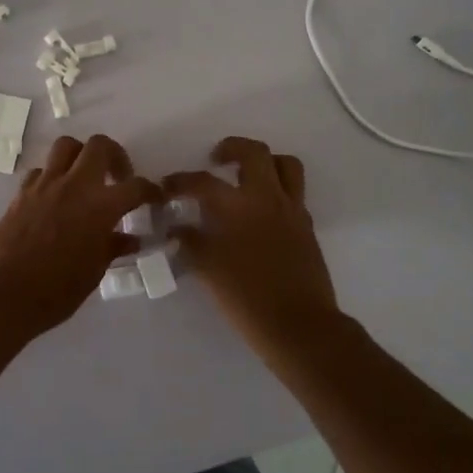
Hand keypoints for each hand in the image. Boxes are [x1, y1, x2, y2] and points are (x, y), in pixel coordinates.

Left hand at [0, 134, 160, 338]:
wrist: (4, 294)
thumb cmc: (56, 290)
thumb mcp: (94, 272)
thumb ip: (113, 247)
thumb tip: (130, 240)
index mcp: (100, 207)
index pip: (136, 187)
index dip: (150, 190)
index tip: (154, 197)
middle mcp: (75, 186)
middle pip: (100, 146)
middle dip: (115, 155)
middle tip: (118, 176)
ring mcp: (45, 186)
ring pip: (67, 146)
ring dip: (81, 156)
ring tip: (86, 177)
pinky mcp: (22, 193)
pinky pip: (42, 170)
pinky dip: (54, 176)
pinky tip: (57, 196)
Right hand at [163, 137, 339, 346]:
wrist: (299, 324)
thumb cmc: (248, 299)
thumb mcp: (209, 270)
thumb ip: (191, 243)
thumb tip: (178, 228)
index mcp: (238, 206)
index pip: (203, 182)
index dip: (180, 181)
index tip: (166, 187)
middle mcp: (267, 198)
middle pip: (254, 153)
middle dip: (232, 148)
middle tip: (216, 160)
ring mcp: (292, 210)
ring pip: (285, 165)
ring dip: (265, 162)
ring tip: (247, 175)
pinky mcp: (306, 226)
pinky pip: (295, 192)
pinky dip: (278, 190)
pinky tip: (262, 211)